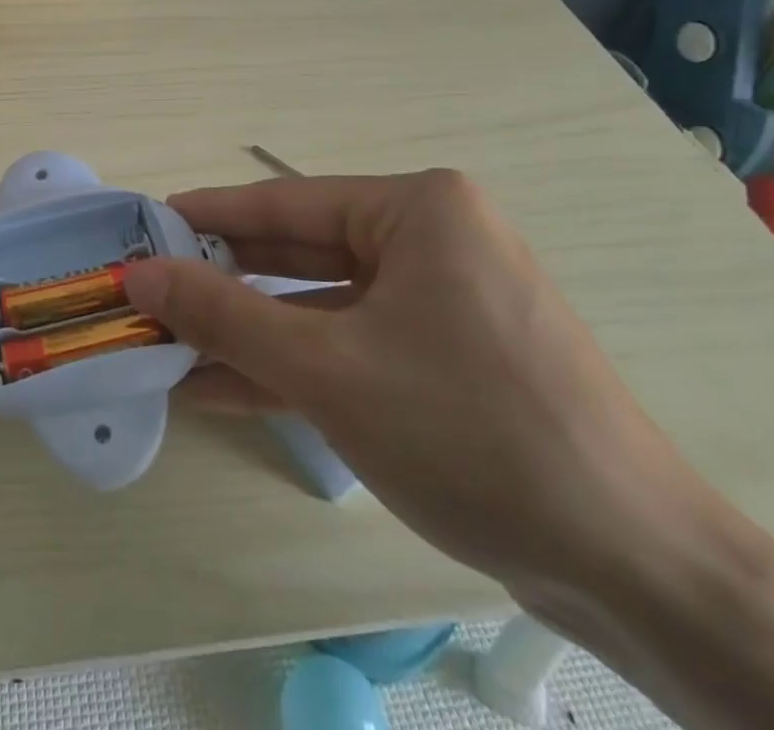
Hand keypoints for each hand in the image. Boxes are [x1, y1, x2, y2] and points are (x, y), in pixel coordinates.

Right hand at [123, 171, 721, 601]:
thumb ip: (223, 315)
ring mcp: (444, 300)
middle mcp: (433, 238)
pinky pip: (354, 345)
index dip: (206, 218)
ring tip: (170, 344)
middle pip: (302, 253)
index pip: (284, 203)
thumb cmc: (469, 432)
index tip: (143, 227)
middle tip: (149, 292)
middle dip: (224, 283)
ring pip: (324, 305)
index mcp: (417, 208)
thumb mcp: (327, 369)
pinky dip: (295, 367)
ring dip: (251, 333)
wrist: (635, 570)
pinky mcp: (449, 357)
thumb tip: (138, 275)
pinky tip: (222, 387)